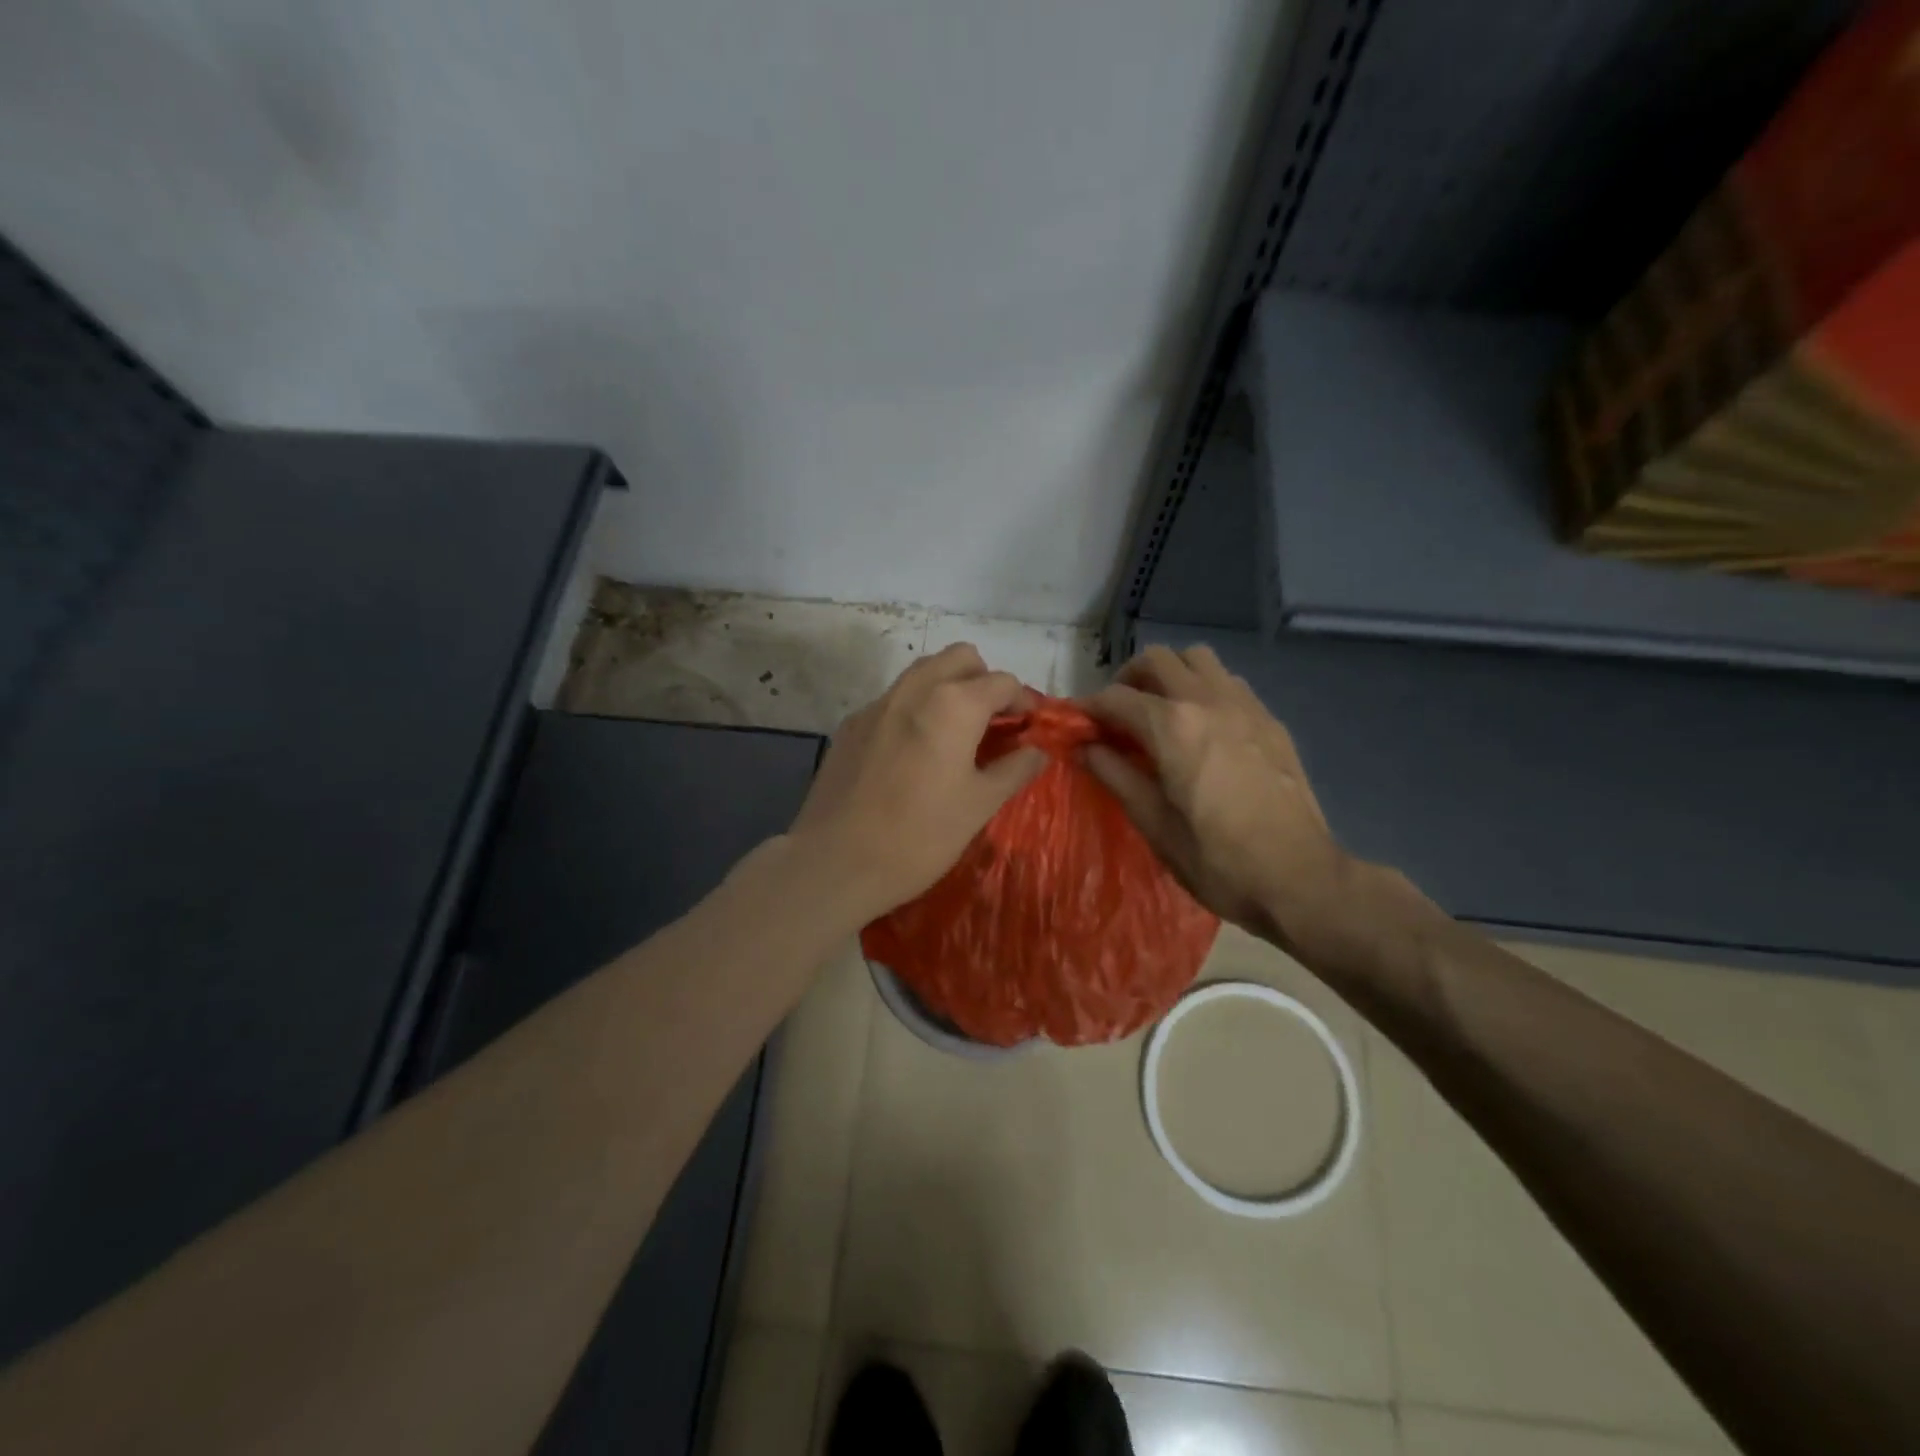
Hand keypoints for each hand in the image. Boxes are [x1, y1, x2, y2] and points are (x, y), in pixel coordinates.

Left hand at [790, 643, 1047, 923]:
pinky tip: (913, 754)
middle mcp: (914, 689)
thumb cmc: (919, 836)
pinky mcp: (851, 725)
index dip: (1023, 702)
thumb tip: (1038, 751)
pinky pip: (893, 700)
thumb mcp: (979, 806)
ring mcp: (877, 704)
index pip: (1002, 681)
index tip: (1028, 728)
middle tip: (992, 723)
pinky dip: (915, 709)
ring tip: (956, 734)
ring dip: (948, 688)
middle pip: (960, 658)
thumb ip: (1014, 770)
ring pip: (923, 673)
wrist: (836, 862)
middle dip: (983, 681)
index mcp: (953, 704)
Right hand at [1081, 644, 1359, 948]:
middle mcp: (1208, 701)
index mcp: (1173, 726)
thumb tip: (1083, 747)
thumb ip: (1115, 775)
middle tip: (1117, 715)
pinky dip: (1204, 689)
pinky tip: (1202, 727)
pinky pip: (1229, 682)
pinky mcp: (1270, 721)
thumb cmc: (1217, 860)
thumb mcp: (1154, 824)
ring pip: (1198, 659)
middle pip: (1158, 660)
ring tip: (1160, 712)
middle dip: (1127, 679)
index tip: (1075, 724)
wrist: (1300, 879)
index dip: (1088, 708)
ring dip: (1170, 675)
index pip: (1116, 698)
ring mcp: (1245, 706)